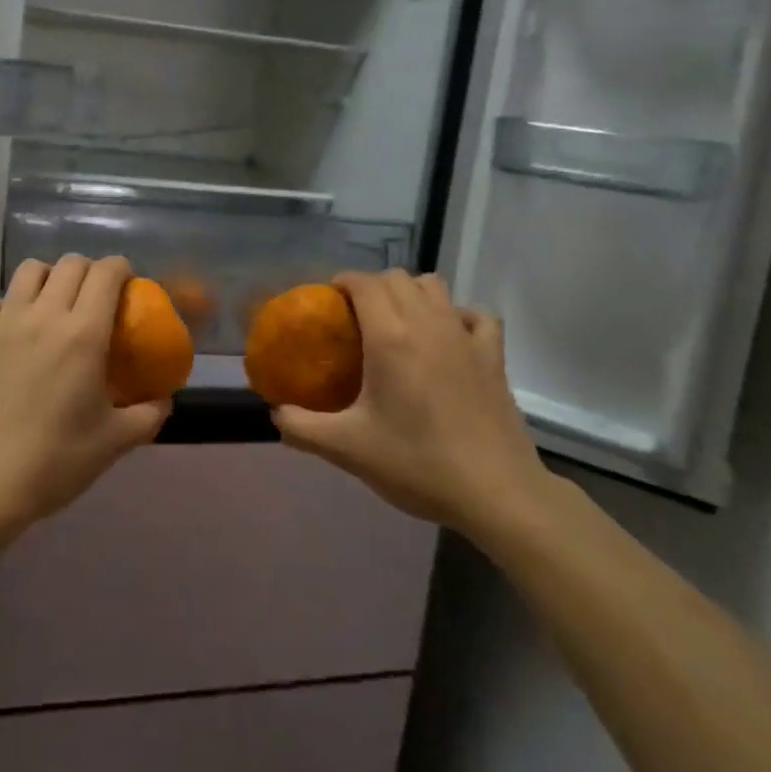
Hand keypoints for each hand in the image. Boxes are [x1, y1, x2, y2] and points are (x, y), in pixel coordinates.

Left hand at [0, 254, 170, 533]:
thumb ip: (149, 414)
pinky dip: (9, 305)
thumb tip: (164, 398)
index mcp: (83, 334)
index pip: (107, 273)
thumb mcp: (115, 442)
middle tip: (96, 299)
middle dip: (90, 271)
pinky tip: (14, 330)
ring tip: (54, 305)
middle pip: (71, 263)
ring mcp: (3, 323)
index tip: (128, 287)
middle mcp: (44, 315)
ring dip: (49, 278)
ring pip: (30, 270)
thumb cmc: (55, 461)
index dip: (122, 270)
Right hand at [271, 270, 560, 541]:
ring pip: (434, 286)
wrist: (495, 493)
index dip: (342, 282)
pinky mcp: (494, 356)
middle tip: (355, 318)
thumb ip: (301, 428)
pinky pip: (476, 315)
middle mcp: (428, 324)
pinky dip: (457, 314)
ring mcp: (465, 336)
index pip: (364, 282)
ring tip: (397, 322)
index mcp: (390, 337)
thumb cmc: (417, 463)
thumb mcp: (346, 449)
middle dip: (371, 286)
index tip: (328, 303)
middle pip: (397, 278)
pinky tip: (448, 336)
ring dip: (411, 293)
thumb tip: (274, 413)